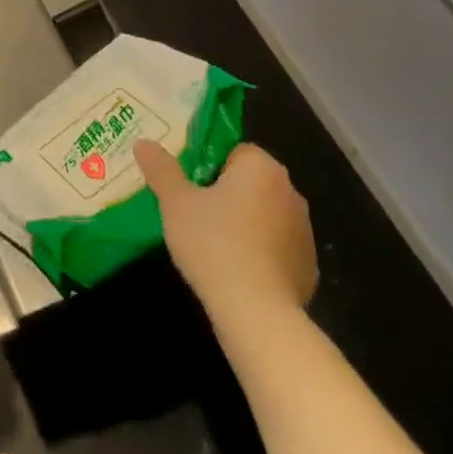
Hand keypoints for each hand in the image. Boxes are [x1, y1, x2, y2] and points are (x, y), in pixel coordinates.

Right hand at [135, 141, 316, 323]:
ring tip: (210, 242)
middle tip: (191, 211)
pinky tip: (234, 269)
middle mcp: (290, 192)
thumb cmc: (212, 243)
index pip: (234, 150)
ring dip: (242, 221)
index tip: (187, 185)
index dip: (206, 164)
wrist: (256, 311)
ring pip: (263, 213)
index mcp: (261, 168)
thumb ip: (160, 169)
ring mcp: (304, 231)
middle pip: (249, 181)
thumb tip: (144, 142)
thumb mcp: (174, 202)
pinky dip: (258, 251)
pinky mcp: (308, 265)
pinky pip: (276, 246)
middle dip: (224, 192)